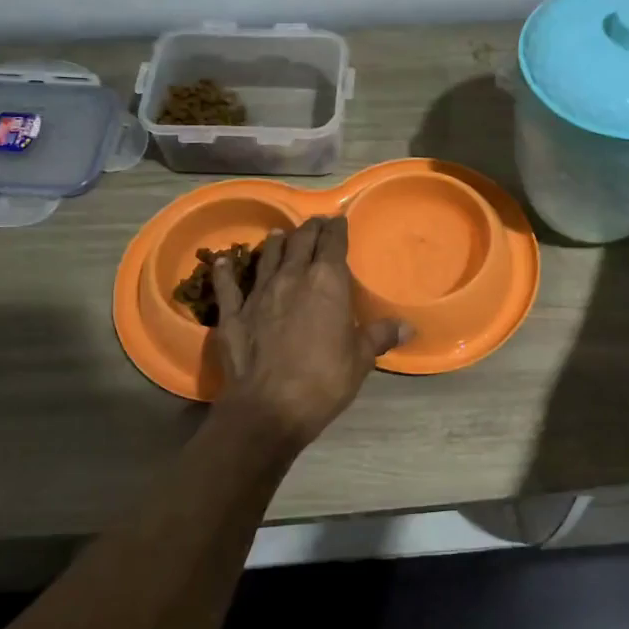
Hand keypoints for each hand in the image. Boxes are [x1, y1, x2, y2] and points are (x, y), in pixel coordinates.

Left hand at [210, 217, 410, 451]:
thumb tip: (407, 327)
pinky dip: (225, 271)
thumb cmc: (324, 380)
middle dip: (310, 230)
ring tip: (279, 234)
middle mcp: (292, 277)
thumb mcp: (361, 358)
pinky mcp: (233, 314)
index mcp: (327, 282)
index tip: (339, 221)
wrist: (270, 407)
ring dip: (275, 243)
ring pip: (267, 257)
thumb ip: (380, 336)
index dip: (337, 229)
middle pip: (300, 242)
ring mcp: (259, 293)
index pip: (333, 243)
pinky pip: (227, 286)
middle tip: (316, 224)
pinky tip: (221, 261)